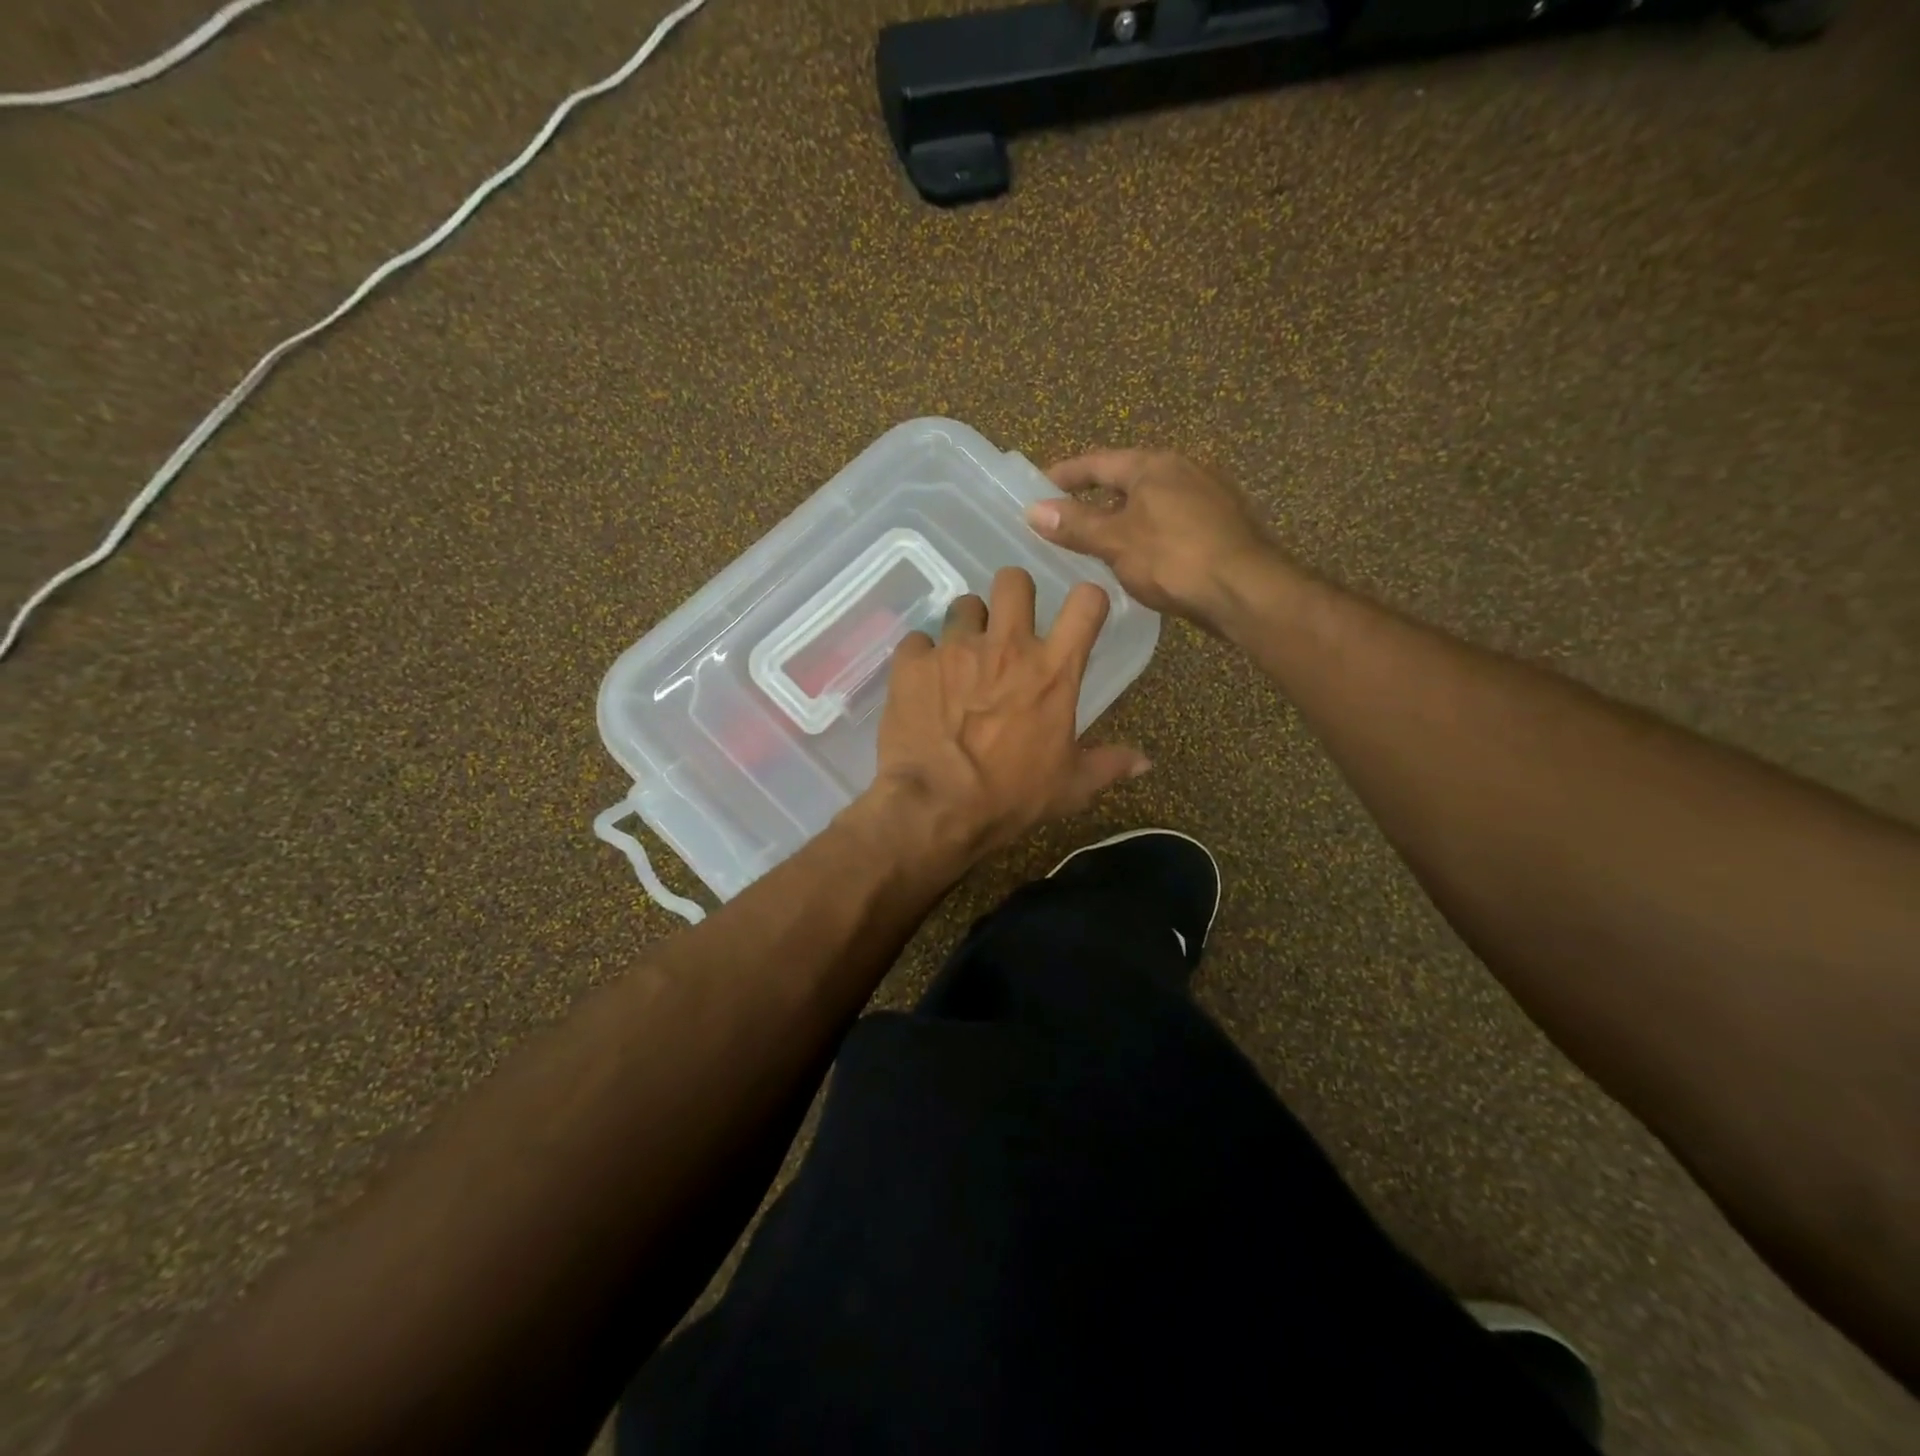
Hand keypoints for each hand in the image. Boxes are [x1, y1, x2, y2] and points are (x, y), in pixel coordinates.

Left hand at [861, 567, 1149, 869]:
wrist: (937, 807)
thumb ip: (1108, 765)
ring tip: (961, 658)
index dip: (1086, 601)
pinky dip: (922, 658)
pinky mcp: (913, 663)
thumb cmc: (1011, 797)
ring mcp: (956, 649)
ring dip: (967, 626)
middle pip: (1014, 580)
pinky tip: (923, 683)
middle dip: (1013, 597)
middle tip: (1007, 628)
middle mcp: (1006, 646)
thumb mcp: (1070, 787)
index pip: (1086, 602)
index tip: (1079, 617)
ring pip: (964, 605)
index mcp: (1053, 670)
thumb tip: (1145, 763)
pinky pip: (918, 641)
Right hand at [1027, 449, 1278, 631]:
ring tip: (1099, 543)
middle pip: (1127, 479)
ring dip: (1123, 518)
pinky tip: (1142, 558)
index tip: (1037, 487)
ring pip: (1152, 502)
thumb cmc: (1174, 558)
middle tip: (1066, 520)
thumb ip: (1075, 524)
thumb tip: (1033, 510)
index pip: (1097, 462)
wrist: (1247, 591)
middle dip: (1095, 498)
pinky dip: (1149, 533)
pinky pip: (1173, 521)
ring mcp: (1209, 495)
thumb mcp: (1116, 541)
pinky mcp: (1224, 524)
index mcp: (1154, 465)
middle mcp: (1184, 469)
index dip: (1064, 474)